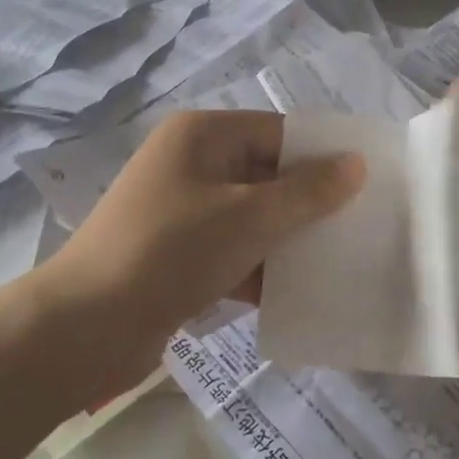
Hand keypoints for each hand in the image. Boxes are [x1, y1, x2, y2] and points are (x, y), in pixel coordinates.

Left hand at [42, 109, 365, 350]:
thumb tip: (356, 163)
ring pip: (254, 217)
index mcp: (203, 135)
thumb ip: (308, 192)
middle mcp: (192, 164)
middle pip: (268, 175)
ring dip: (291, 239)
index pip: (279, 132)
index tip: (371, 181)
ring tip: (344, 261)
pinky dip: (263, 269)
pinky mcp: (179, 254)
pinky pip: (234, 251)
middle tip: (364, 224)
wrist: (87, 326)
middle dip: (312, 202)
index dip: (324, 155)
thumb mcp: (250, 217)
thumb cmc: (173, 251)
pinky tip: (303, 294)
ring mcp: (183, 211)